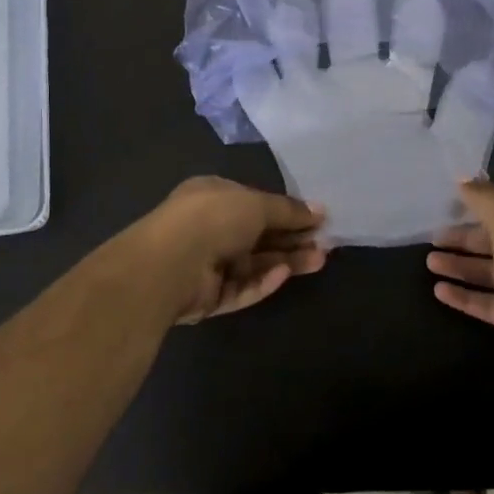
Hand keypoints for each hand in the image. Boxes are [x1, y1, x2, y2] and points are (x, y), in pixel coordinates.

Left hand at [138, 177, 326, 324]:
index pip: (256, 203)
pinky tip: (282, 275)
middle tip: (323, 244)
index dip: (287, 212)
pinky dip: (261, 282)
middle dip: (291, 239)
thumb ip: (288, 210)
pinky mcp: (207, 296)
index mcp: (213, 196)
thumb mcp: (257, 204)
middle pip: (258, 235)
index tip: (317, 220)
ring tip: (318, 260)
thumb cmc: (213, 218)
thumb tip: (319, 210)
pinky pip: (240, 288)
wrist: (170, 264)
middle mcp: (209, 227)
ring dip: (285, 261)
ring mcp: (206, 264)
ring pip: (253, 264)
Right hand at [427, 180, 493, 378]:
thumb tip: (463, 177)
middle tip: (433, 239)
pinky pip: (492, 302)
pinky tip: (439, 291)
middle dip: (465, 240)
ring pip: (493, 273)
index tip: (448, 208)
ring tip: (430, 263)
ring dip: (462, 267)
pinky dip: (467, 296)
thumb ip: (484, 199)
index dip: (479, 207)